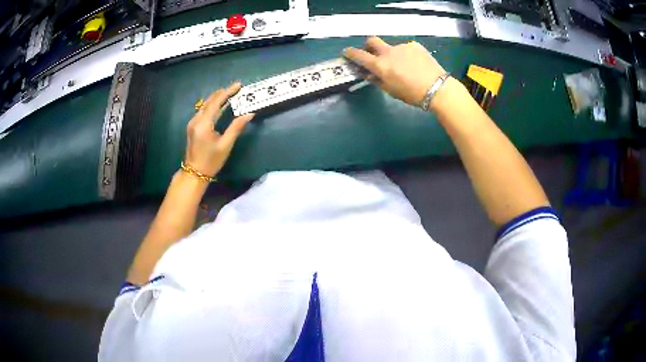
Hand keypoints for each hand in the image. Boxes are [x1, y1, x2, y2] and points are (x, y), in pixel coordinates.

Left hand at [184, 82, 254, 176]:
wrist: (194, 173)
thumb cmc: (211, 161)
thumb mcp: (226, 145)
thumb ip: (236, 127)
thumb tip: (249, 114)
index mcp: (204, 124)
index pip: (216, 102)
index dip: (227, 92)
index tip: (238, 85)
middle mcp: (196, 120)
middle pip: (209, 101)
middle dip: (222, 93)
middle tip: (236, 88)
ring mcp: (192, 123)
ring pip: (205, 105)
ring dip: (217, 98)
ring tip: (229, 94)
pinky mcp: (192, 126)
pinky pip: (203, 111)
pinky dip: (212, 105)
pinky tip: (219, 106)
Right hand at [343, 36, 445, 106]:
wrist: (437, 88)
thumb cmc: (412, 94)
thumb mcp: (391, 91)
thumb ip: (378, 80)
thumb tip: (369, 74)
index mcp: (380, 65)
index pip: (359, 55)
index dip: (350, 53)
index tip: (347, 52)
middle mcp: (388, 52)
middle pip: (372, 40)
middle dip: (368, 45)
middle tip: (372, 53)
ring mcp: (402, 46)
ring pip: (391, 47)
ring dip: (392, 54)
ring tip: (404, 66)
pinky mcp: (414, 45)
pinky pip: (405, 48)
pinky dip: (405, 55)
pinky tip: (415, 64)